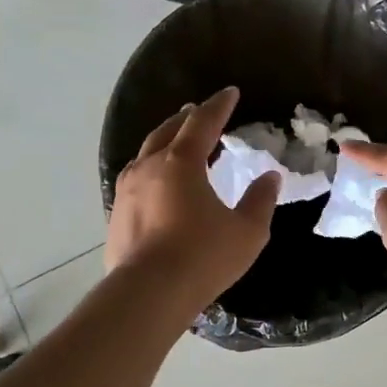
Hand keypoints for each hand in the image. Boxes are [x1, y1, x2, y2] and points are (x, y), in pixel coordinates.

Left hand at [106, 87, 280, 319]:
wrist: (150, 293)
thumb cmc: (204, 257)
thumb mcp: (247, 231)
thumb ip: (260, 200)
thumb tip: (270, 177)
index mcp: (182, 163)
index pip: (203, 123)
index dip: (218, 106)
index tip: (230, 92)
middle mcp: (149, 168)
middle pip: (167, 131)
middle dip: (186, 118)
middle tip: (199, 112)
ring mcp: (127, 190)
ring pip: (146, 153)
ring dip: (165, 142)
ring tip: (177, 143)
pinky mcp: (117, 215)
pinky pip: (136, 179)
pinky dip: (152, 170)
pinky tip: (158, 184)